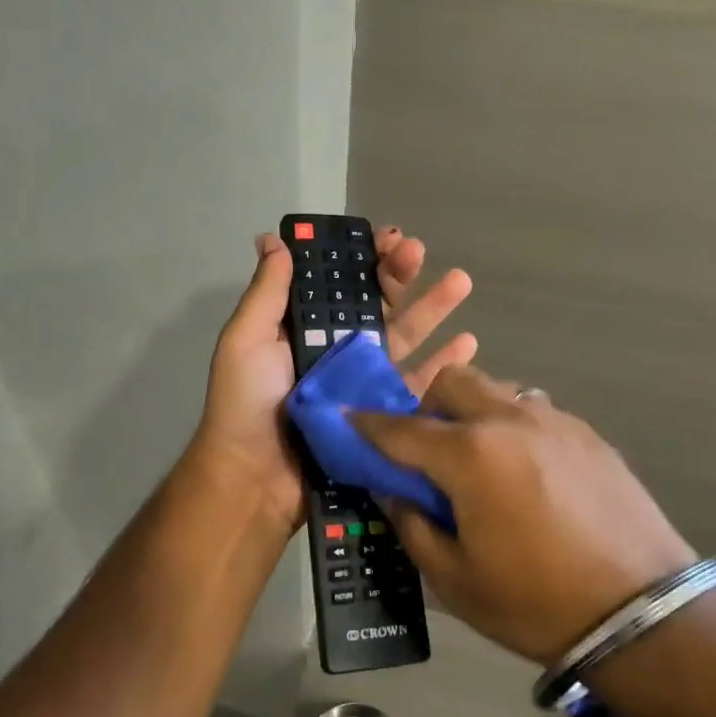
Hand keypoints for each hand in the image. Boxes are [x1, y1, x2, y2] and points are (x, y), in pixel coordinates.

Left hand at [193, 227, 476, 536]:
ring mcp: (364, 383)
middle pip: (378, 305)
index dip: (364, 259)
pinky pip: (418, 386)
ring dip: (434, 309)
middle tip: (420, 252)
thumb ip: (267, 292)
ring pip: (406, 338)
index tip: (388, 237)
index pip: (342, 284)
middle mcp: (338, 350)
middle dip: (401, 275)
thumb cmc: (246, 404)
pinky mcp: (383, 416)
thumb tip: (273, 239)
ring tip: (461, 282)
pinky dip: (444, 365)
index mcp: (307, 328)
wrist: (255, 479)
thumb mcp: (246, 340)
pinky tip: (469, 344)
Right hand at [353, 366, 695, 664]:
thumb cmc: (536, 603)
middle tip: (426, 448)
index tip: (346, 420)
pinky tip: (525, 471)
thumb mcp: (454, 579)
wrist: (644, 614)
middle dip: (426, 404)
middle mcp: (509, 420)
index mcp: (469, 455)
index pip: (400, 428)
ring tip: (479, 459)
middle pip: (451, 381)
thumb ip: (411, 524)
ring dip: (472, 412)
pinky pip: (533, 411)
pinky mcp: (587, 434)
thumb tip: (391, 489)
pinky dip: (512, 426)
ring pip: (496, 390)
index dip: (366, 424)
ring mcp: (554, 421)